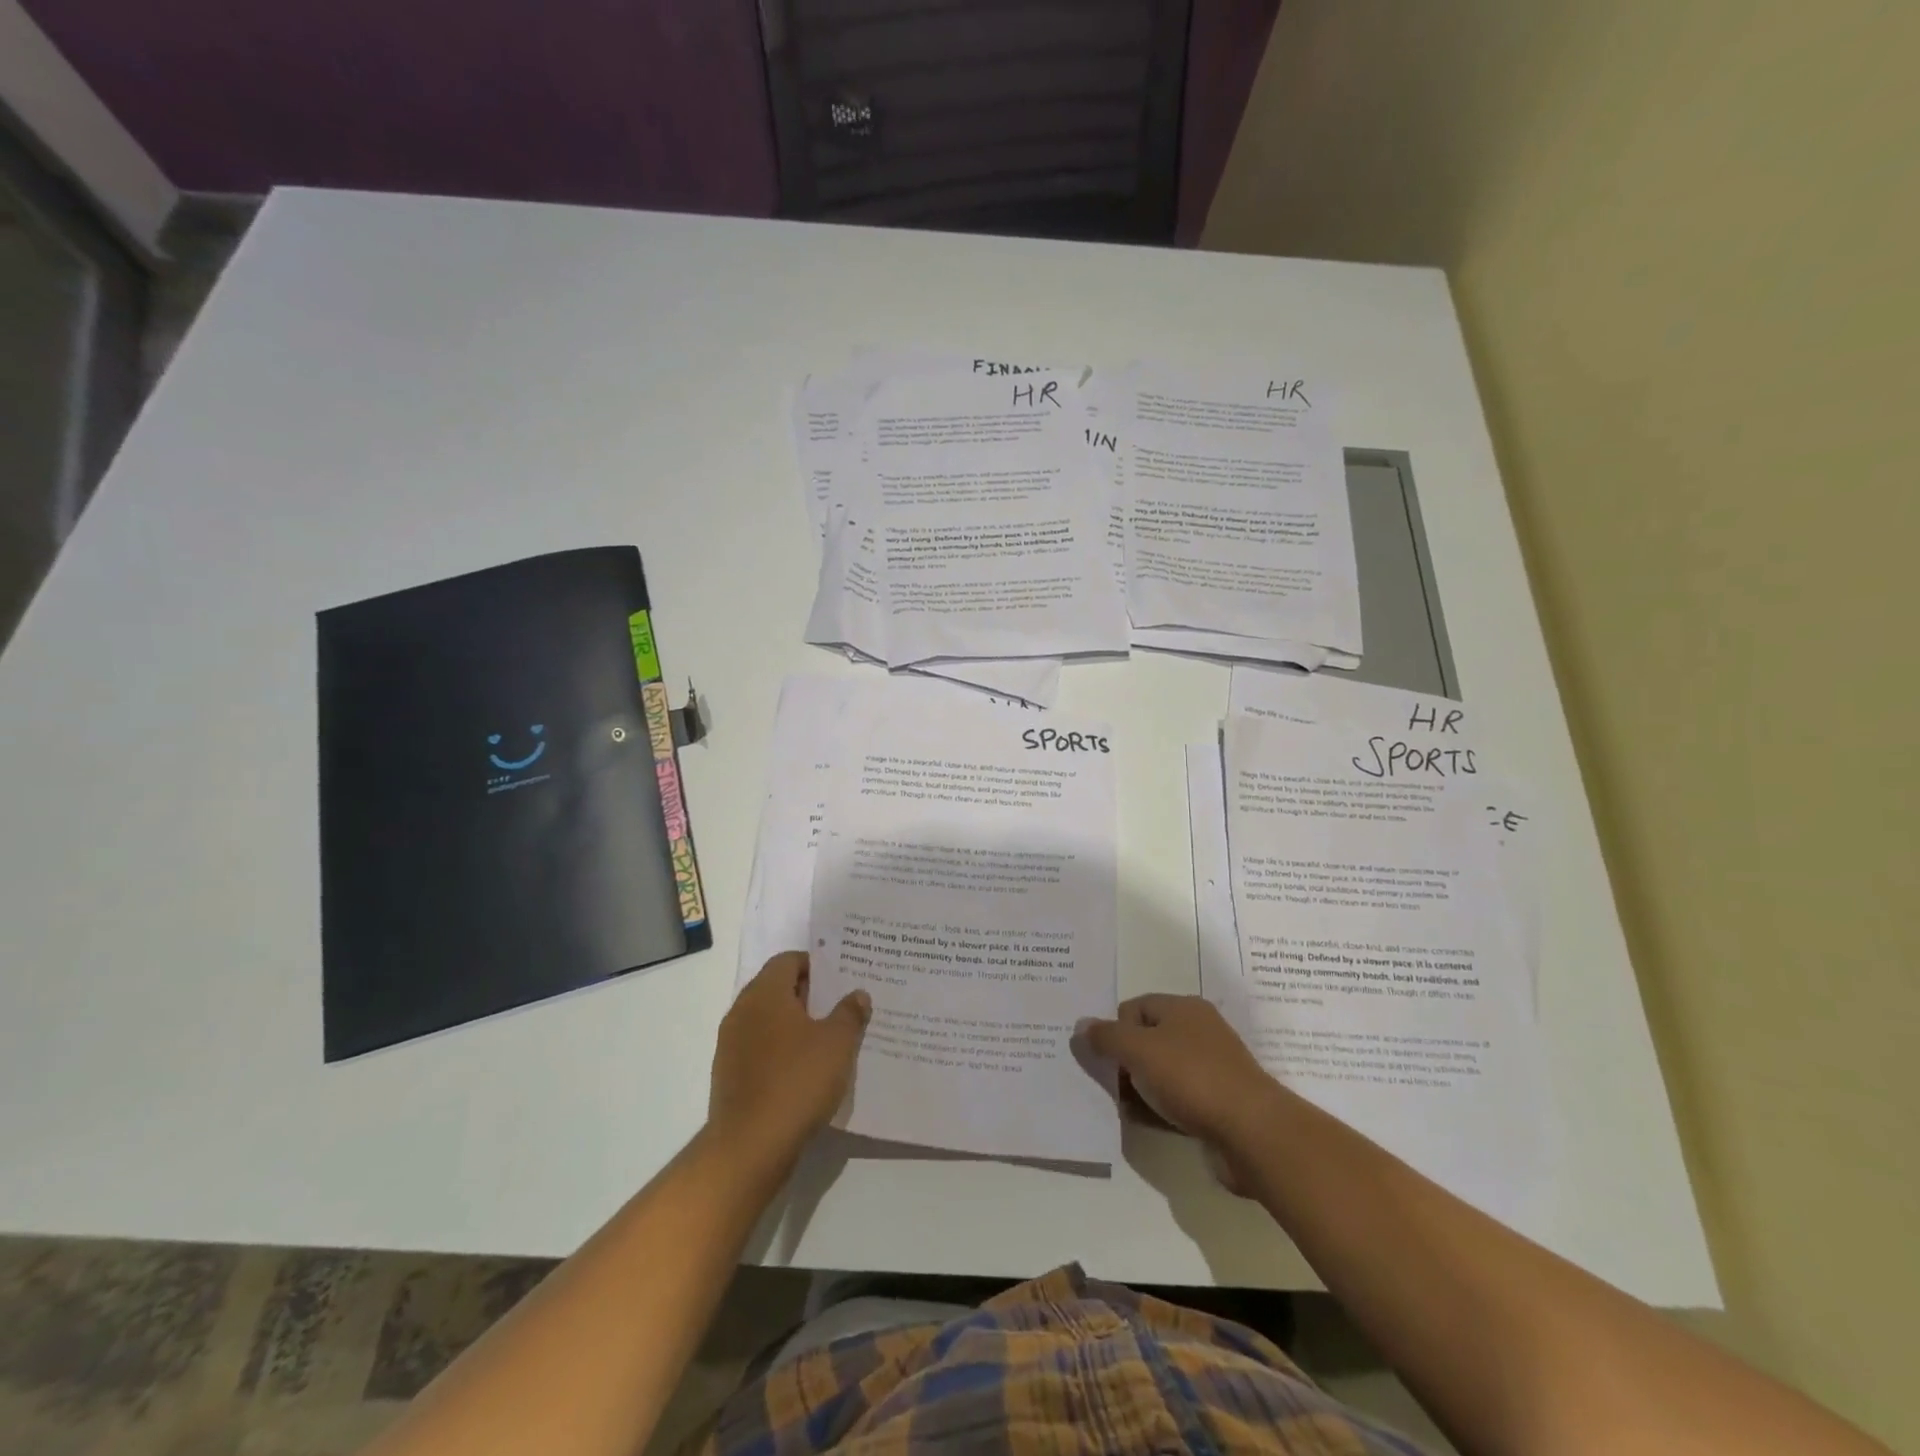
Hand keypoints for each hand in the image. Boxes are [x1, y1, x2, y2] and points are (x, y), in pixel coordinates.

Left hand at [708, 953, 870, 1170]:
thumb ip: (849, 1013)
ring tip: (828, 1038)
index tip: (841, 977)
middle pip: (777, 989)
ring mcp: (731, 1045)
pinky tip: (806, 1070)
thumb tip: (857, 994)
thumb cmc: (797, 1081)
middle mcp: (742, 1011)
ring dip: (795, 1025)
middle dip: (808, 995)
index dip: (816, 965)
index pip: (788, 960)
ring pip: (768, 1021)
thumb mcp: (837, 1043)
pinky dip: (781, 1051)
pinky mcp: (729, 1076)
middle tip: (841, 1005)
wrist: (750, 1147)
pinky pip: (760, 1049)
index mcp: (765, 993)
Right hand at [1082, 995, 1275, 1161]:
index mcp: (1183, 1008)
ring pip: (1161, 1072)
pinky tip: (1149, 1123)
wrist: (1252, 1133)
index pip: (1135, 1007)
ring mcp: (1211, 1068)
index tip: (1108, 1058)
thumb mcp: (1139, 1050)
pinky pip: (1178, 1099)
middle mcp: (1199, 1031)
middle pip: (1147, 1039)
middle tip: (1112, 1085)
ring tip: (1128, 1108)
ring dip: (1141, 1088)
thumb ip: (1106, 1036)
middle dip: (1125, 1061)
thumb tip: (1081, 1024)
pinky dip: (1160, 1108)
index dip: (1116, 1029)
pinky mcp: (1217, 1103)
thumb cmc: (1192, 1078)